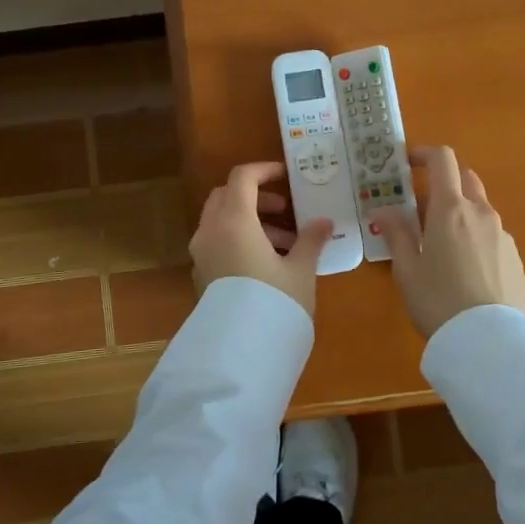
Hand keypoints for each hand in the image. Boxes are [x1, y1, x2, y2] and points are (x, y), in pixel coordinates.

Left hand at [189, 161, 333, 316]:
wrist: (241, 352)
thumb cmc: (275, 301)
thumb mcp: (301, 270)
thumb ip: (311, 240)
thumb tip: (324, 222)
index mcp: (234, 221)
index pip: (242, 178)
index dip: (264, 171)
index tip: (286, 176)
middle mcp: (211, 231)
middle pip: (226, 196)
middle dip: (256, 198)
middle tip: (285, 211)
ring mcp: (201, 253)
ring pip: (221, 220)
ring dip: (250, 221)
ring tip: (285, 244)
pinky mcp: (200, 274)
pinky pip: (217, 242)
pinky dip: (237, 239)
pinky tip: (265, 263)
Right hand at [376, 146, 524, 336]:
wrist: (489, 341)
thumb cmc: (438, 300)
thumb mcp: (406, 270)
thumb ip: (396, 234)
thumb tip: (382, 210)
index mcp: (450, 209)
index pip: (443, 160)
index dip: (425, 154)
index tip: (408, 163)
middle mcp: (481, 213)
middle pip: (465, 179)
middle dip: (443, 184)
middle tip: (421, 210)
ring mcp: (503, 234)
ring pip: (480, 208)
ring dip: (460, 212)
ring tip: (441, 246)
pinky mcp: (515, 257)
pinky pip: (491, 234)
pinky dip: (475, 236)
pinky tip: (465, 269)